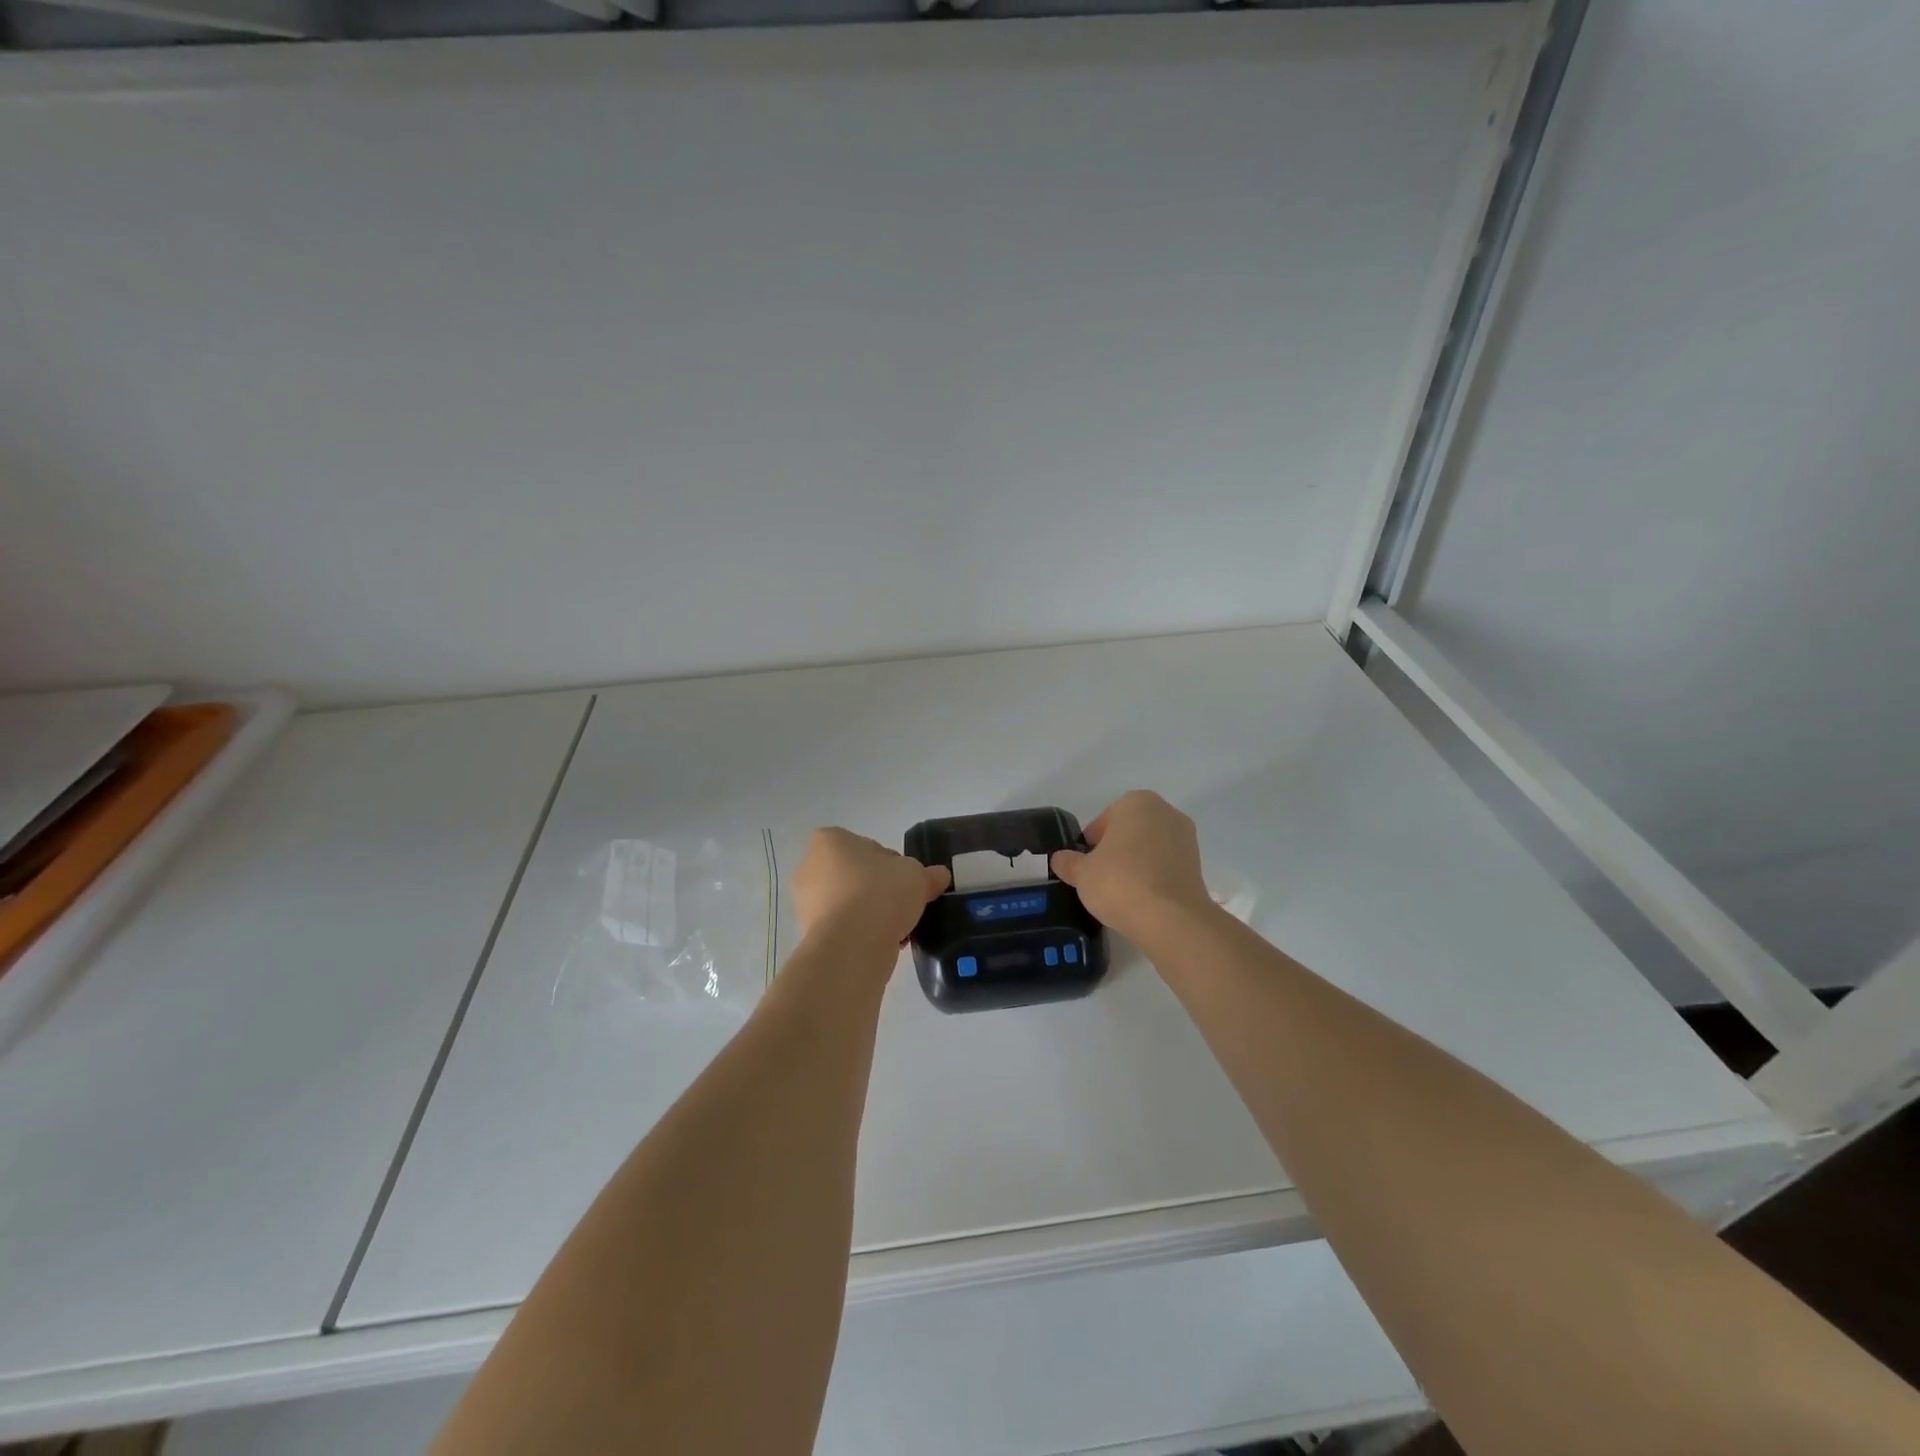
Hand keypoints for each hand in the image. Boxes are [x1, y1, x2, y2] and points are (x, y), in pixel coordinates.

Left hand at [791, 828, 949, 944]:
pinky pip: (844, 928)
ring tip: (898, 928)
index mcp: (830, 841)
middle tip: (903, 904)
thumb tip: (939, 876)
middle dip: (878, 890)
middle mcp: (809, 866)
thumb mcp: (917, 876)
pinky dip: (862, 934)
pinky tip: (885, 944)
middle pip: (856, 875)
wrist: (852, 945)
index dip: (892, 864)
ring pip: (849, 904)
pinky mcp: (810, 934)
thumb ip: (929, 874)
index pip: (867, 846)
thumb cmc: (880, 893)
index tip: (907, 881)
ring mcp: (805, 902)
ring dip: (872, 914)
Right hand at [1050, 791, 1212, 938]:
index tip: (1085, 867)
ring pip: (1149, 848)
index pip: (1103, 821)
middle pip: (1129, 831)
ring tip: (1122, 892)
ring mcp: (1186, 838)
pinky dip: (1153, 877)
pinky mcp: (1198, 864)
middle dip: (1115, 851)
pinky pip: (1165, 866)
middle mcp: (1165, 812)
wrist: (1170, 918)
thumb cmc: (1120, 882)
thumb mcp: (1082, 873)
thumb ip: (1068, 862)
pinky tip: (1142, 899)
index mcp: (1136, 802)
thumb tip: (1060, 859)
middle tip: (1101, 879)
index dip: (1090, 845)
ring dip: (1135, 864)